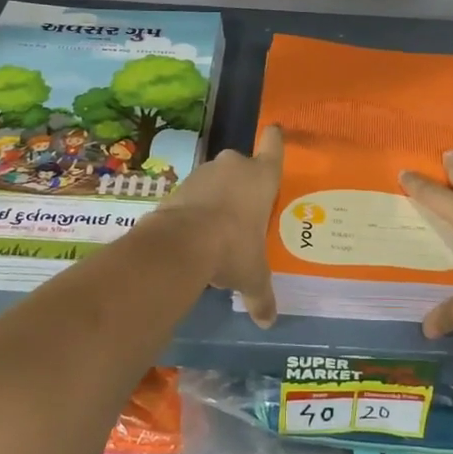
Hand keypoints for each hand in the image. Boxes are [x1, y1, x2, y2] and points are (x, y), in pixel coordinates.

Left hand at [158, 125, 283, 327]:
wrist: (181, 244)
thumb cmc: (233, 248)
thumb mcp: (252, 276)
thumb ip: (262, 296)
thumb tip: (269, 322)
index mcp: (262, 177)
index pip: (274, 146)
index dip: (274, 139)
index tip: (274, 130)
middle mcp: (235, 166)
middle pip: (242, 165)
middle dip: (242, 183)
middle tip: (245, 209)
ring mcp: (204, 172)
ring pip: (216, 178)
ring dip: (217, 196)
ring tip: (218, 226)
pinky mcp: (178, 185)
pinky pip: (193, 193)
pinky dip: (194, 207)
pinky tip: (195, 232)